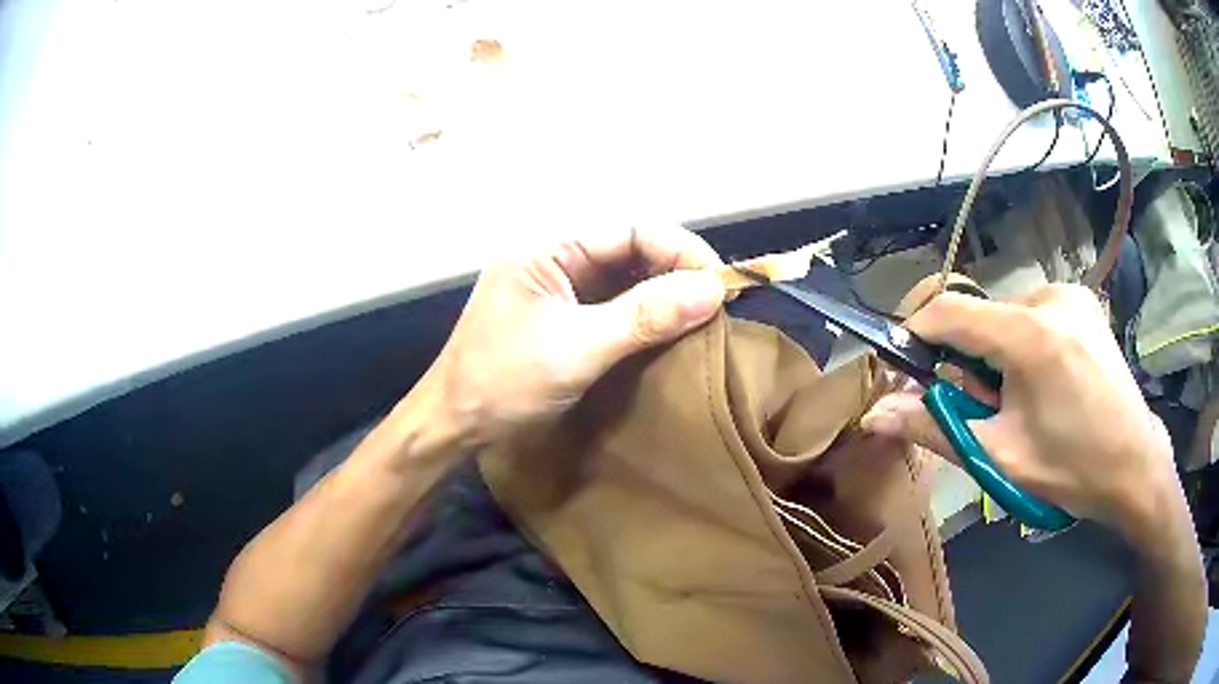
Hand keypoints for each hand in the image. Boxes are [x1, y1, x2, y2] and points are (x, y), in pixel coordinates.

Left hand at [425, 225, 725, 446]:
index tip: (720, 281)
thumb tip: (713, 289)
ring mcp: (558, 292)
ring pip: (624, 281)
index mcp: (547, 249)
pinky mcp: (562, 321)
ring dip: (663, 295)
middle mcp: (555, 262)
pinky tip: (671, 332)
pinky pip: (613, 308)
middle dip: (675, 272)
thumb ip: (644, 317)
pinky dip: (644, 318)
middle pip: (629, 252)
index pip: (628, 231)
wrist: (453, 427)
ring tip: (704, 316)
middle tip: (719, 302)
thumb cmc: (503, 382)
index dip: (678, 249)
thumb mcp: (577, 349)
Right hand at [861, 284, 1178, 540]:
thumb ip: (934, 427)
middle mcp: (1050, 297)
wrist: (1134, 465)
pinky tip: (1046, 380)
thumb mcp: (999, 456)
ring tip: (1022, 400)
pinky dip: (1024, 342)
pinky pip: (1034, 313)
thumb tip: (873, 414)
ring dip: (998, 353)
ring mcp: (1071, 294)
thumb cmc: (1070, 469)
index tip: (903, 368)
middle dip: (969, 360)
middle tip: (984, 408)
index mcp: (1029, 335)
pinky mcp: (1083, 300)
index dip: (917, 335)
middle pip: (981, 318)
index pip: (950, 312)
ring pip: (1007, 316)